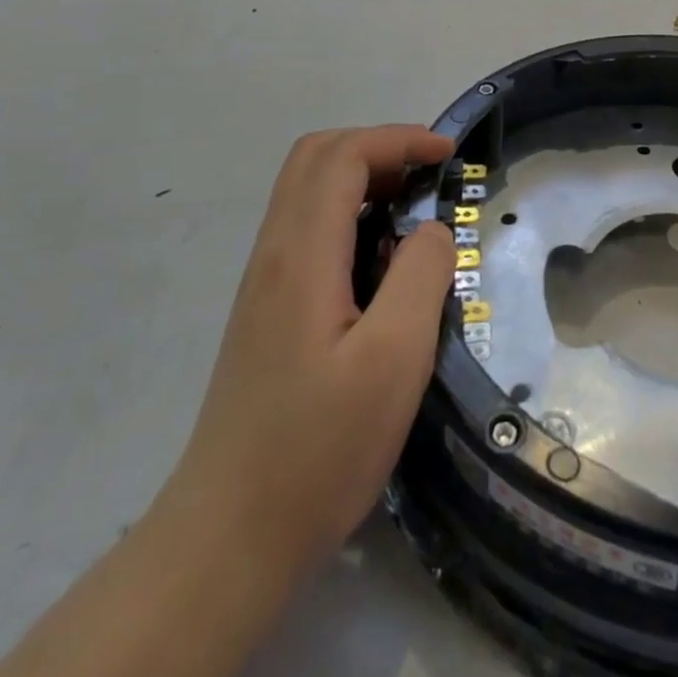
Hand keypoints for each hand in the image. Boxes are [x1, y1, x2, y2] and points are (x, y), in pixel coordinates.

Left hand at [167, 126, 454, 594]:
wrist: (228, 537)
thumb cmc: (318, 450)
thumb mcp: (393, 361)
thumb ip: (421, 277)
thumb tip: (432, 229)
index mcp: (302, 254)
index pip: (343, 156)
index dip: (399, 140)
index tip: (449, 154)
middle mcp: (274, 253)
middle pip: (316, 158)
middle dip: (377, 147)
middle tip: (429, 173)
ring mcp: (264, 282)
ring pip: (306, 191)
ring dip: (361, 177)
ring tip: (413, 208)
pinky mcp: (266, 310)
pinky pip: (306, 228)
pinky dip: (348, 213)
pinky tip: (380, 258)